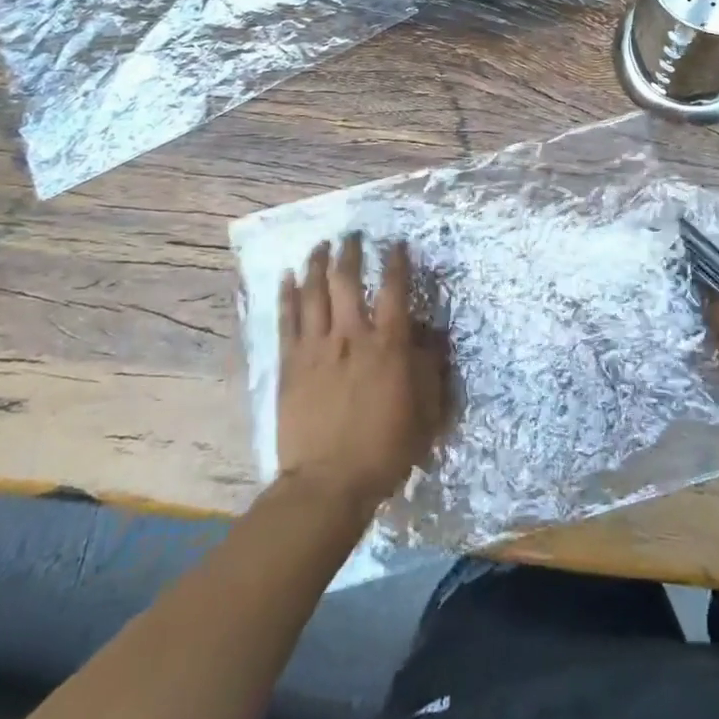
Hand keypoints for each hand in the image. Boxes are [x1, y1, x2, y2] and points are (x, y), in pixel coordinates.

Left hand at [275, 234, 448, 508]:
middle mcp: (352, 336)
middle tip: (352, 235)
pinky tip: (286, 278)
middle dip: (351, 252)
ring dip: (317, 264)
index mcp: (388, 345)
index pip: (395, 290)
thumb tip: (432, 334)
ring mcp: (317, 348)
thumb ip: (430, 368)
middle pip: (348, 281)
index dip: (397, 262)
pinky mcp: (290, 364)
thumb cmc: (385, 448)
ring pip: (314, 293)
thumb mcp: (426, 412)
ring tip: (320, 245)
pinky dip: (287, 295)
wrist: (327, 483)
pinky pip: (287, 320)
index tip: (397, 244)